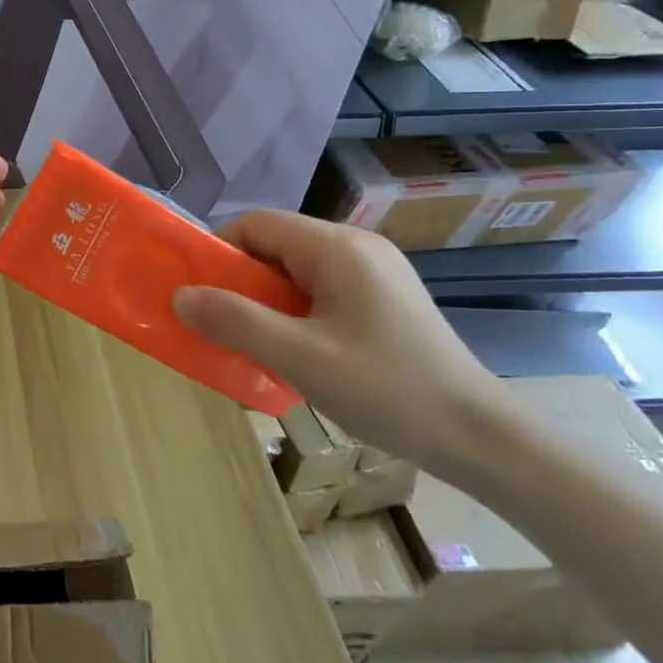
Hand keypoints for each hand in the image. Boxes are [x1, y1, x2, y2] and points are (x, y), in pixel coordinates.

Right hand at [172, 210, 515, 476]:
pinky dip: (292, 312)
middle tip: (220, 322)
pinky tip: (292, 350)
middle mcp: (357, 248)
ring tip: (252, 340)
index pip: (256, 224)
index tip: (200, 292)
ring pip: (295, 270)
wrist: (482, 438)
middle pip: (275, 244)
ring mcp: (375, 273)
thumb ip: (236, 321)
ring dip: (264, 300)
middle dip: (239, 280)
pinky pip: (319, 290)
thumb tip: (180, 296)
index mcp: (338, 248)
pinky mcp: (383, 300)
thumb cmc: (388, 390)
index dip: (219, 251)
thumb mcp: (300, 357)